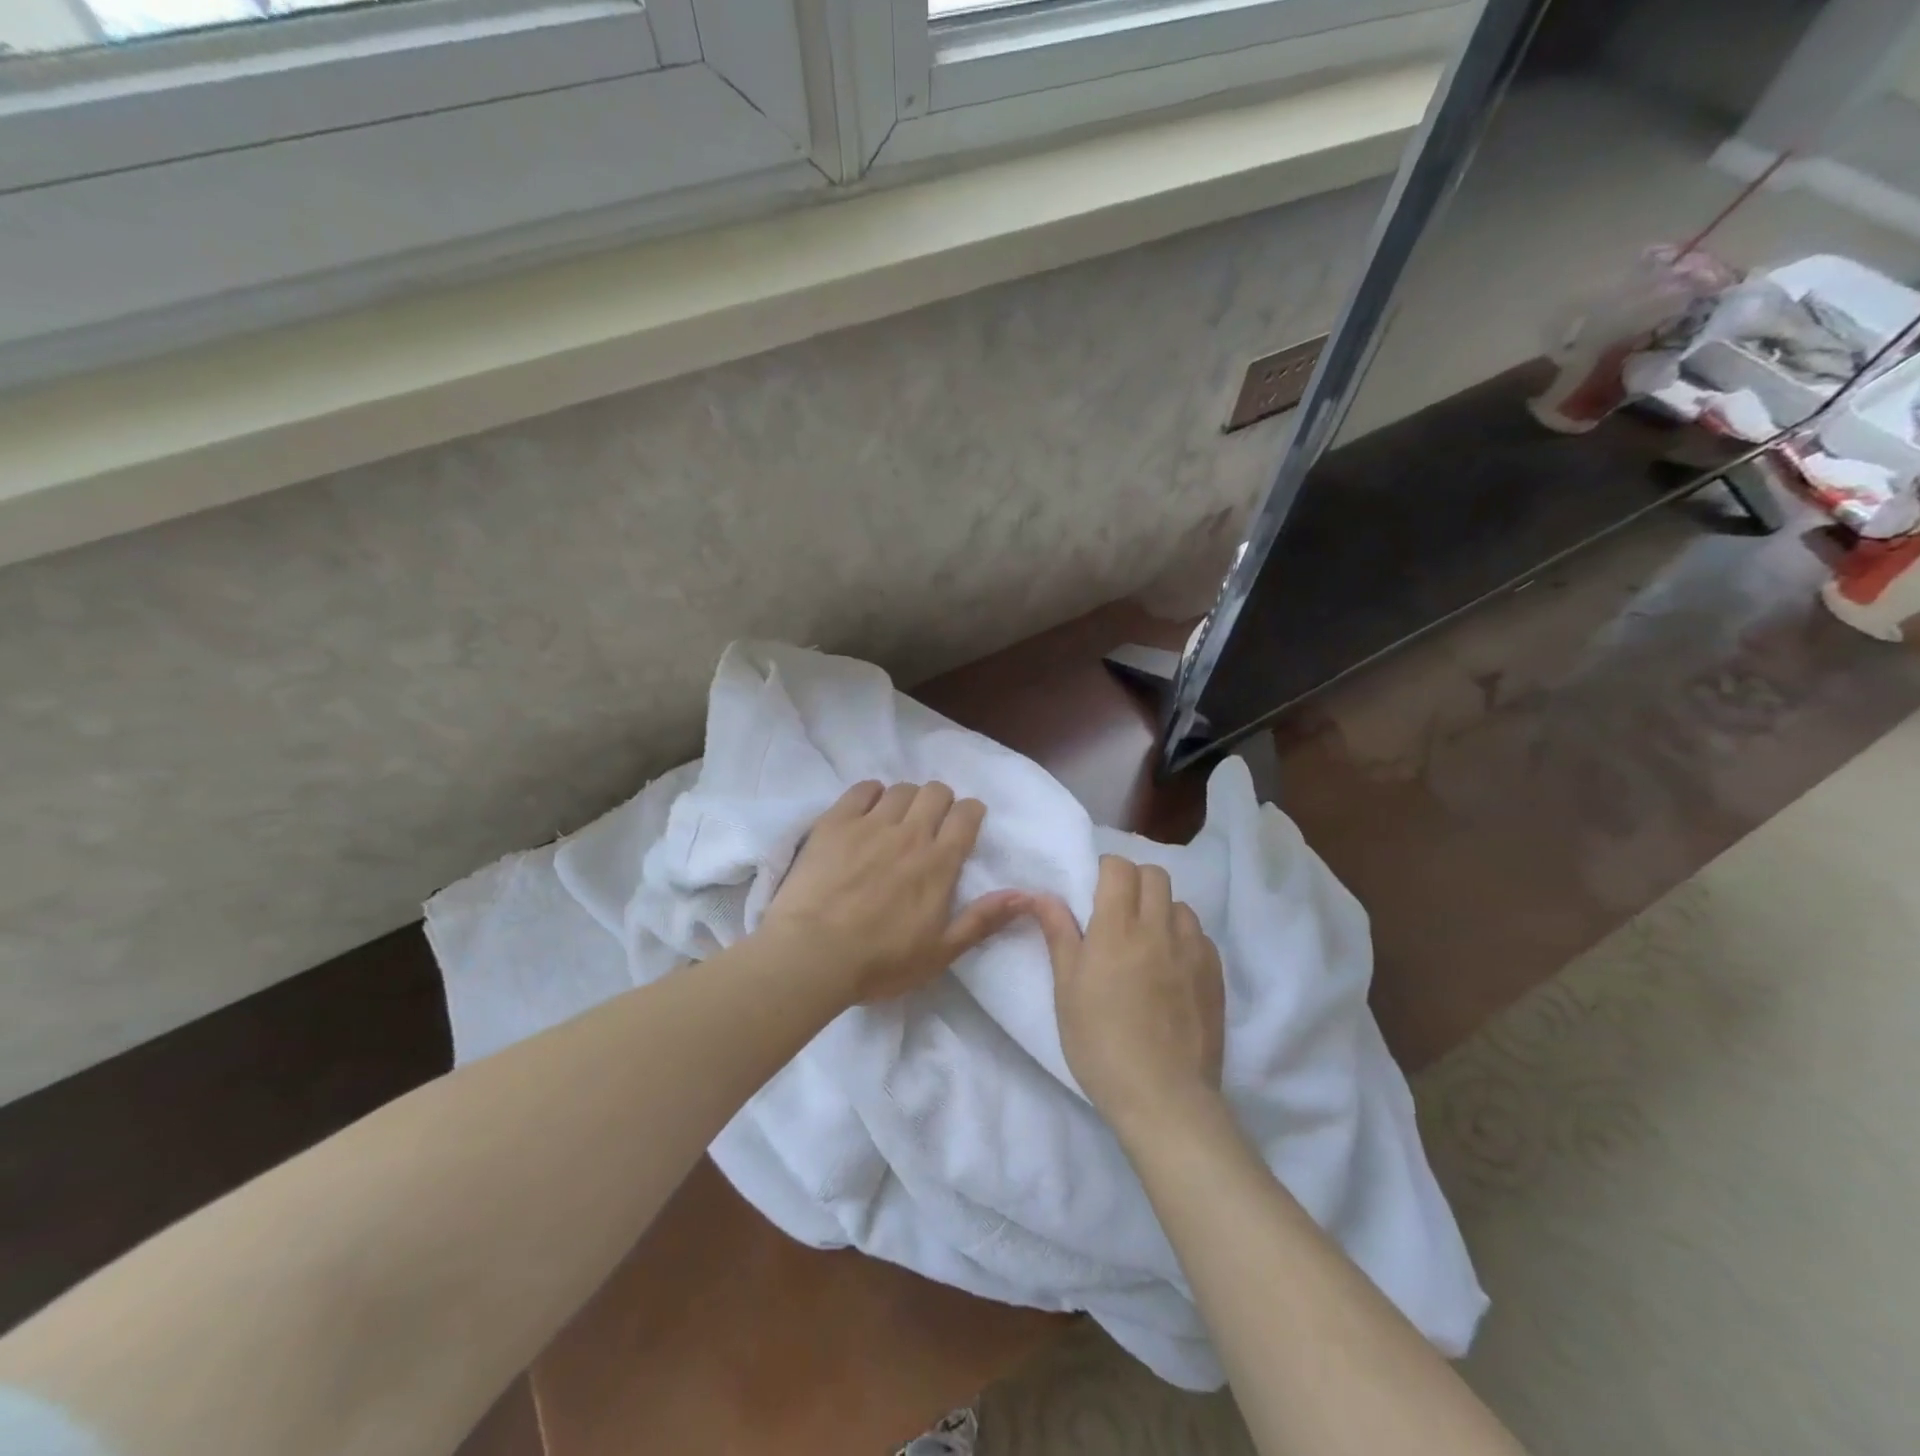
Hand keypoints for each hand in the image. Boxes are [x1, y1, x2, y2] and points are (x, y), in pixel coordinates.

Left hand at [760, 780, 1029, 1003]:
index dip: (970, 813)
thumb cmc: (881, 962)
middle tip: (931, 823)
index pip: (967, 815)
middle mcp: (910, 834)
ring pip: (901, 789)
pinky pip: (861, 789)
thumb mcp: (941, 953)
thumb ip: (983, 920)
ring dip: (907, 799)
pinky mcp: (836, 822)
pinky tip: (867, 810)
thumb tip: (1025, 895)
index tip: (965, 823)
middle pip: (935, 792)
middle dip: (940, 801)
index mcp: (939, 863)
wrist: (813, 955)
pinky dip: (871, 793)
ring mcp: (871, 824)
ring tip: (897, 819)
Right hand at [1030, 855, 1225, 1139]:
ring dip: (1161, 910)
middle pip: (1154, 875)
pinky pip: (1200, 936)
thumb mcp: (1067, 991)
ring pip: (1180, 904)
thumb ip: (1059, 935)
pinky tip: (1171, 969)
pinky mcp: (1215, 975)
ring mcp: (1193, 951)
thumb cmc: (1100, 1044)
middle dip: (1134, 882)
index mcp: (1117, 929)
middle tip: (1117, 914)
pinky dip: (1183, 939)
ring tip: (1146, 943)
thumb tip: (1043, 895)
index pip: (1119, 868)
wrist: (1164, 1098)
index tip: (1094, 893)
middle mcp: (1159, 928)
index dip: (1105, 871)